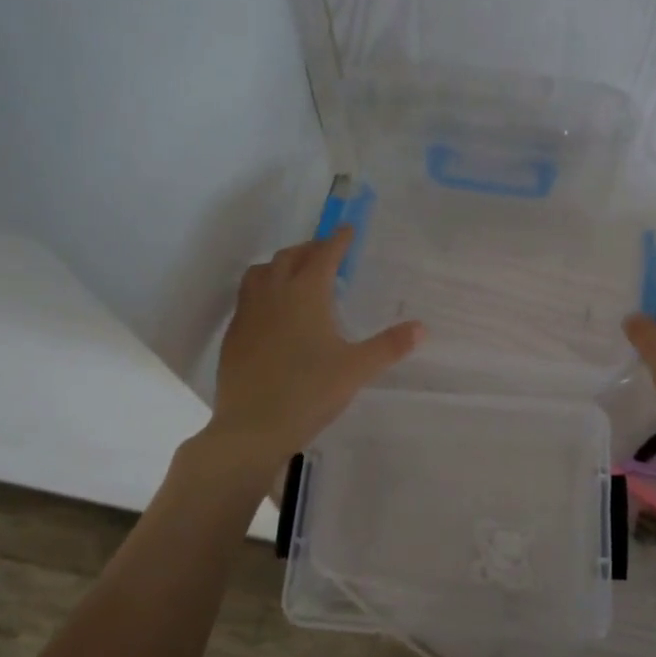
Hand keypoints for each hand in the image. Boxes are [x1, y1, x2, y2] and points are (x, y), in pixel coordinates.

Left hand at [207, 227, 422, 465]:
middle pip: (290, 257)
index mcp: (306, 294)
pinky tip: (273, 312)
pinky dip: (263, 290)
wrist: (252, 427)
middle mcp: (274, 294)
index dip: (338, 240)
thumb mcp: (357, 369)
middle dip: (310, 249)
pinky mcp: (233, 335)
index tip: (348, 229)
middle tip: (327, 253)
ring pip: (261, 273)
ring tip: (296, 275)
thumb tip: (422, 327)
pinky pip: (247, 297)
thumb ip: (390, 345)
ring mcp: (248, 314)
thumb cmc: (309, 392)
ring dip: (281, 265)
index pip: (324, 255)